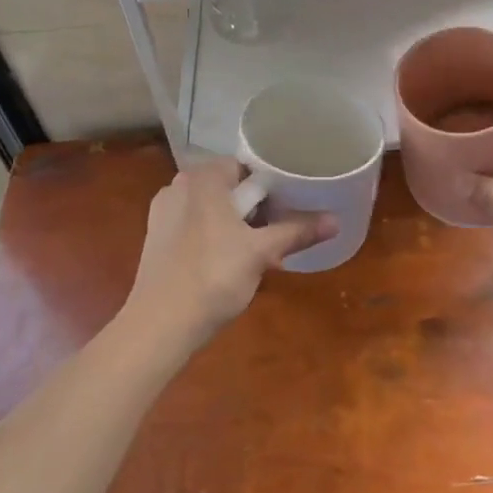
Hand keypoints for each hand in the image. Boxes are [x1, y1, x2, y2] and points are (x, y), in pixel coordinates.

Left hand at [122, 159, 332, 354]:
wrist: (160, 325)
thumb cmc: (214, 276)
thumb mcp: (261, 252)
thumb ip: (297, 231)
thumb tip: (336, 220)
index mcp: (203, 177)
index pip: (245, 167)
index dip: (270, 185)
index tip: (289, 206)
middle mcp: (179, 185)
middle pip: (228, 186)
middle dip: (253, 206)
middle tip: (276, 231)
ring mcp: (163, 211)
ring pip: (210, 207)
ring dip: (233, 222)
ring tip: (255, 249)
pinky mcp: (156, 237)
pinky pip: (193, 225)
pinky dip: (212, 235)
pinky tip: (225, 262)